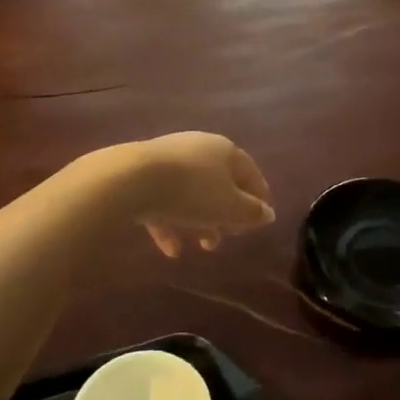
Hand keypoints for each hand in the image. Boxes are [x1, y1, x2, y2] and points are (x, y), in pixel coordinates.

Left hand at [119, 132, 274, 257]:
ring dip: (200, 220)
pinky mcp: (142, 174)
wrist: (131, 179)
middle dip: (227, 212)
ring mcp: (169, 159)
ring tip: (203, 247)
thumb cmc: (192, 192)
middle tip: (231, 235)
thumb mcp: (230, 208)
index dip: (259, 198)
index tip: (262, 220)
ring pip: (192, 193)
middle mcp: (199, 148)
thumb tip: (268, 213)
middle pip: (220, 182)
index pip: (250, 173)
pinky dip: (171, 223)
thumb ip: (251, 213)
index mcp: (225, 150)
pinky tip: (171, 250)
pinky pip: (164, 200)